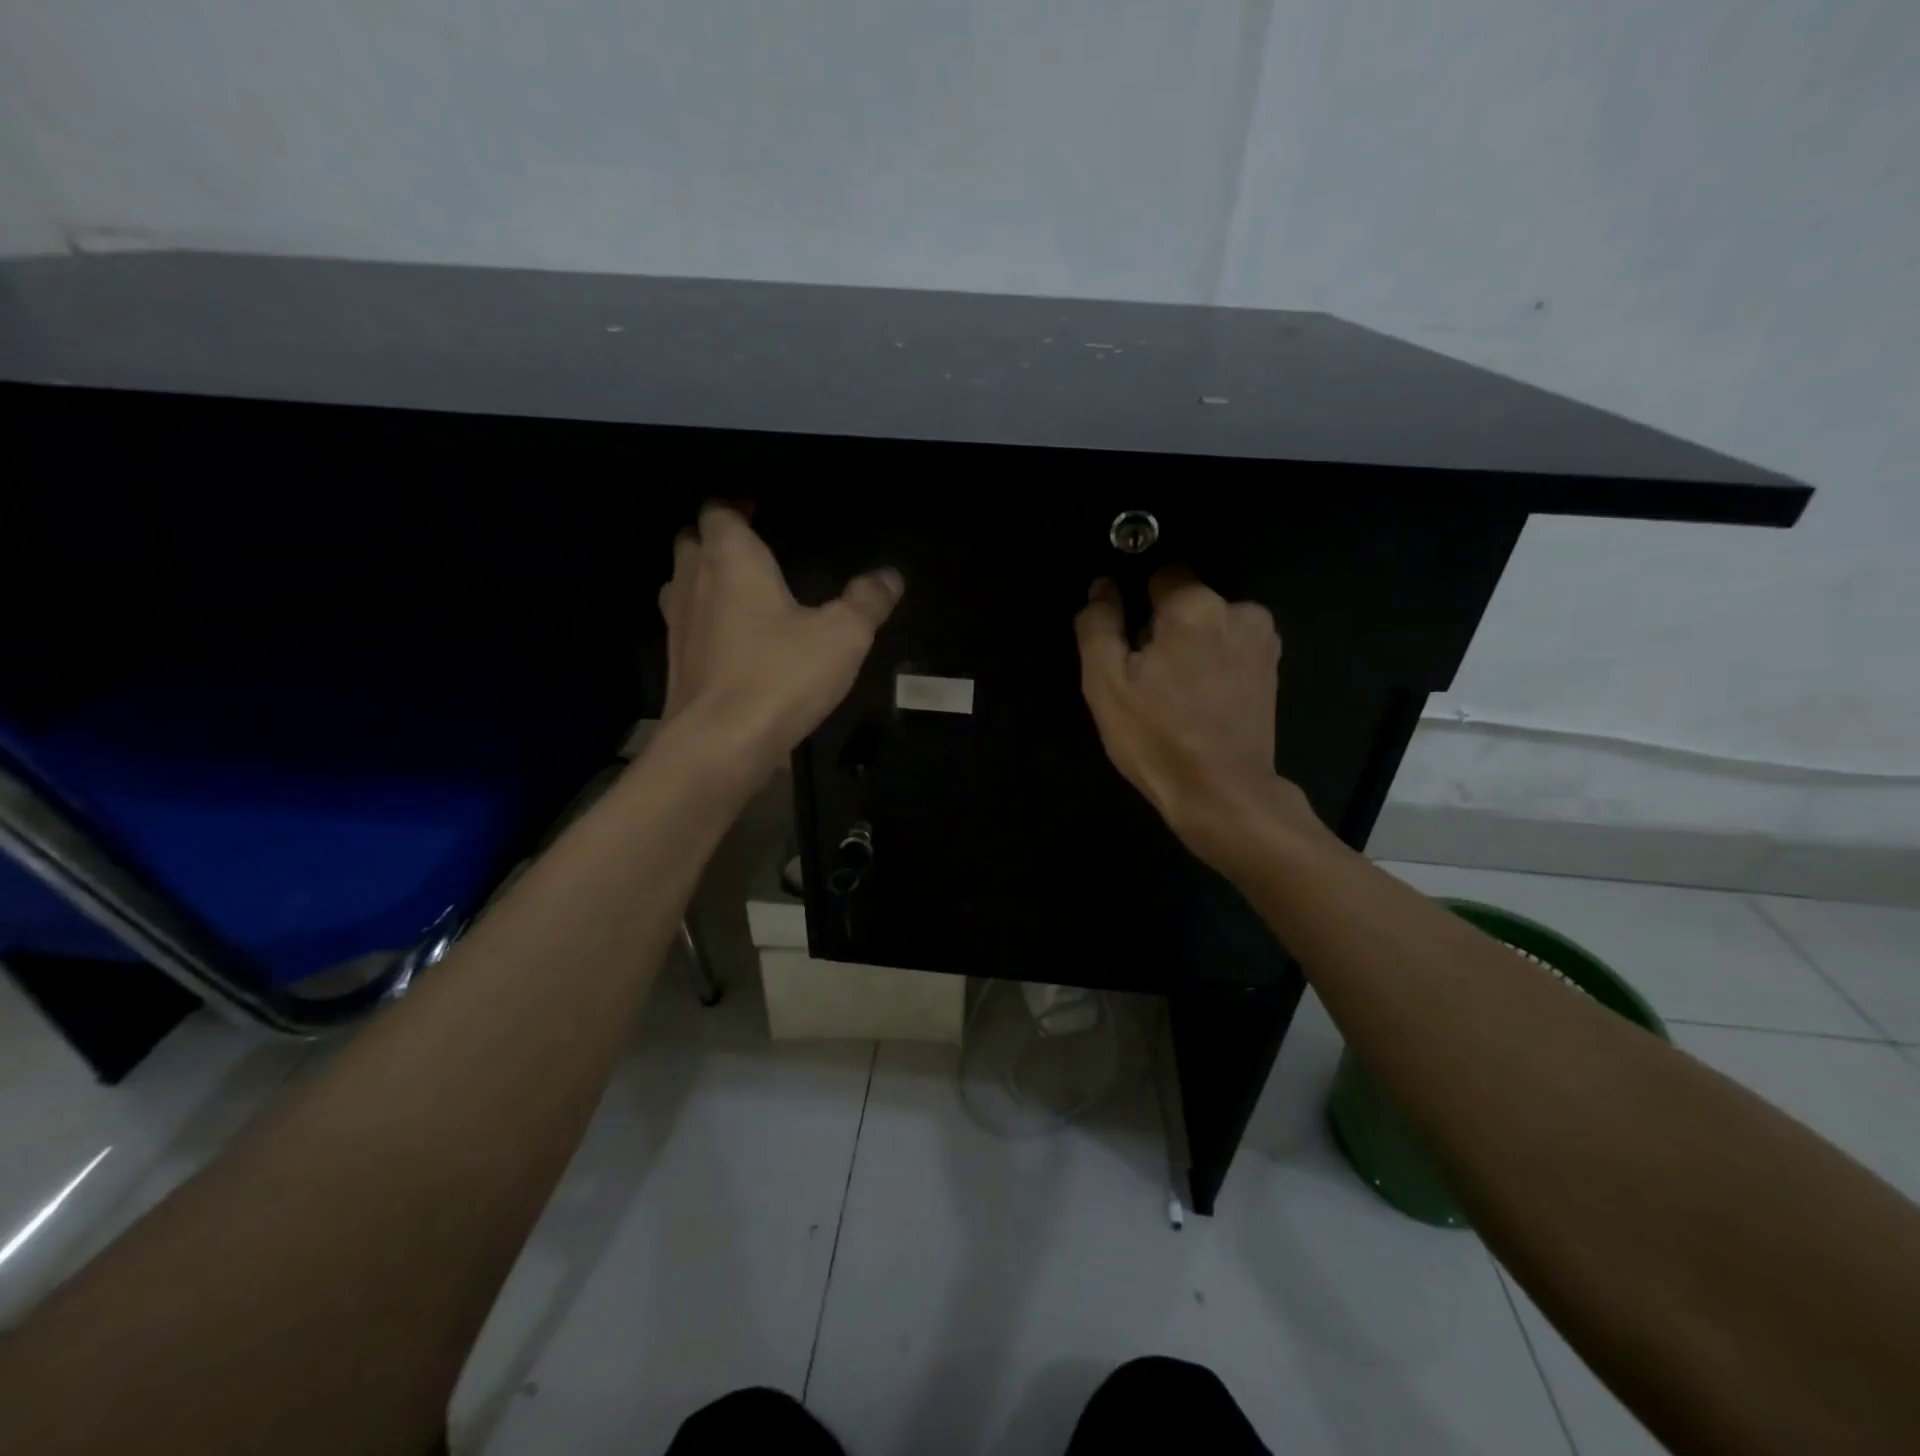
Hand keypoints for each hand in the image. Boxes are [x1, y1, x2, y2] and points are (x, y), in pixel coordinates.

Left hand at [659, 504, 901, 780]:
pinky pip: (684, 624)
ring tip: (740, 591)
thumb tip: (891, 575)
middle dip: (717, 538)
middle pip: (692, 540)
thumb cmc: (780, 675)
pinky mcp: (674, 662)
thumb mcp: (842, 636)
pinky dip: (702, 620)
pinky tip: (732, 641)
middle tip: (753, 548)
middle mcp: (693, 580)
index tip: (759, 508)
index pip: (719, 509)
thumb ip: (867, 601)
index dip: (736, 504)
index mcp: (731, 558)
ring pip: (681, 581)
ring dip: (703, 577)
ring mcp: (676, 623)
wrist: (719, 744)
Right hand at [1074, 570, 1318, 867]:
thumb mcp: (1105, 683)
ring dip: (1191, 647)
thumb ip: (1098, 624)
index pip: (1159, 577)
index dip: (1137, 609)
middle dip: (1164, 630)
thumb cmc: (1157, 738)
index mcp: (1196, 606)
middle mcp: (1239, 610)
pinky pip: (1231, 648)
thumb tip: (1102, 588)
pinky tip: (1202, 703)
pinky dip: (1214, 664)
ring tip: (1177, 696)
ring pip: (1209, 626)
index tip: (1130, 648)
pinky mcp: (1273, 669)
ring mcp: (1263, 641)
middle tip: (1149, 681)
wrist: (1222, 795)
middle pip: (1185, 603)